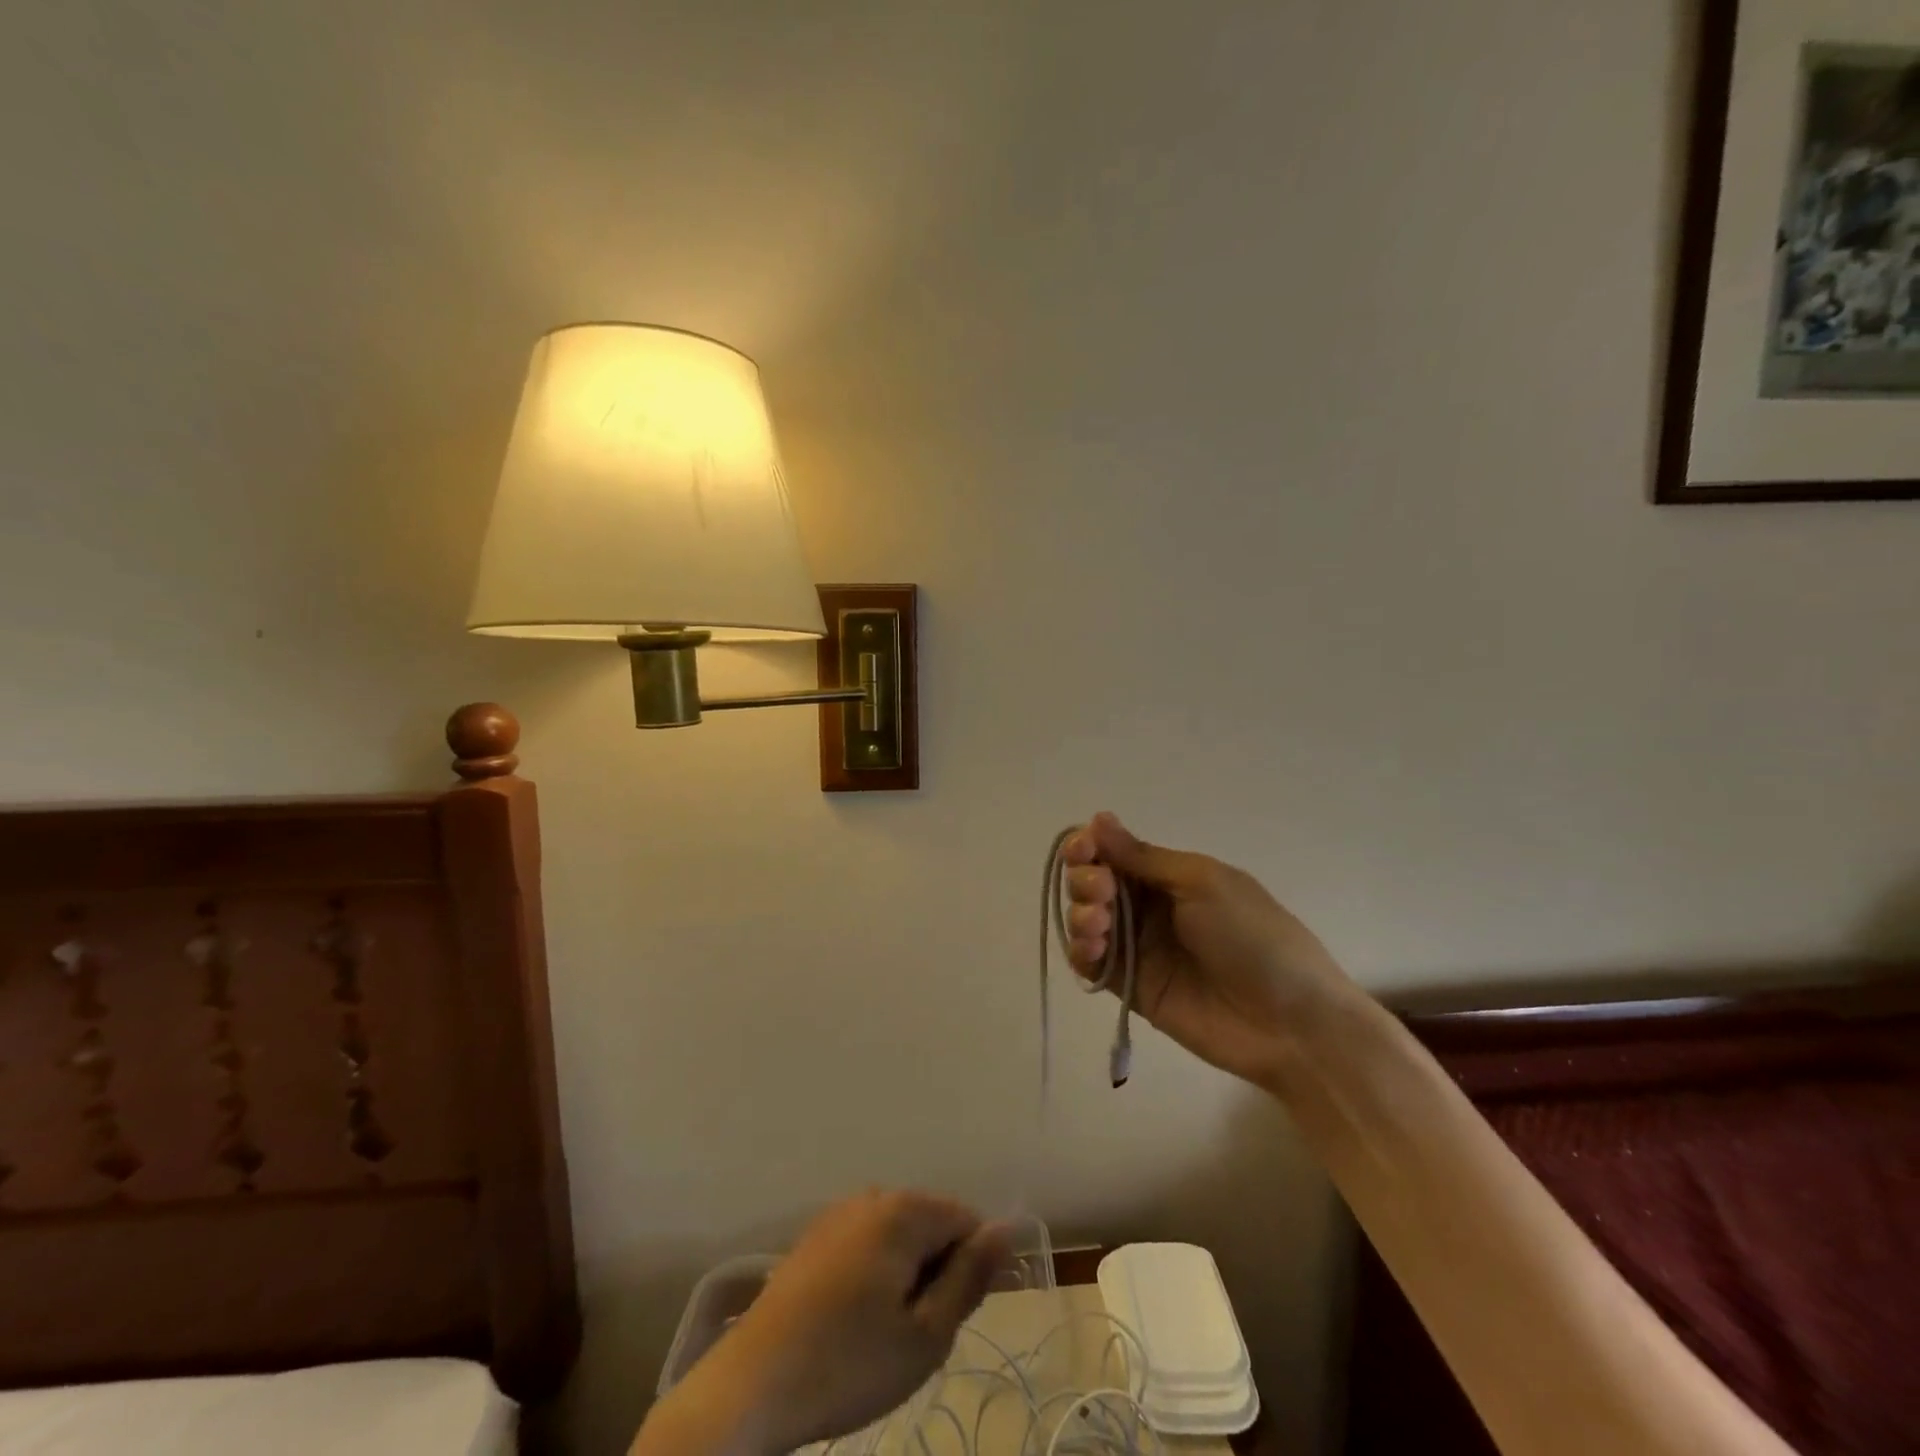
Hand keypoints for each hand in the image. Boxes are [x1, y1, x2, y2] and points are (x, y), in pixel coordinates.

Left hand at [676, 1191, 1011, 1455]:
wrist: (751, 1387)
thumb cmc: (849, 1364)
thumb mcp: (926, 1336)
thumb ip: (970, 1277)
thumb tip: (1005, 1230)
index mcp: (903, 1210)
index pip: (966, 1220)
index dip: (971, 1271)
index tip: (952, 1320)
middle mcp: (872, 1196)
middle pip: (931, 1225)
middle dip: (937, 1273)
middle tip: (916, 1337)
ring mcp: (838, 1214)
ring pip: (899, 1239)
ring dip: (906, 1279)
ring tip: (884, 1337)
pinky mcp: (814, 1239)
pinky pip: (867, 1246)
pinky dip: (875, 1279)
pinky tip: (853, 1326)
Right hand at [1062, 812, 1358, 1088]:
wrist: (1290, 1022)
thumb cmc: (1253, 937)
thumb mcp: (1202, 882)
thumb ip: (1143, 857)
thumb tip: (1098, 818)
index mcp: (1170, 876)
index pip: (1115, 852)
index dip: (1091, 845)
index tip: (1082, 849)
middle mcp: (1149, 907)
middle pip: (1094, 882)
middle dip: (1085, 879)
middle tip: (1100, 891)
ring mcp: (1139, 949)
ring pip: (1086, 920)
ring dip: (1079, 913)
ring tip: (1098, 924)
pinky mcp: (1130, 988)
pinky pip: (1092, 964)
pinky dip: (1080, 951)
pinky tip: (1092, 949)